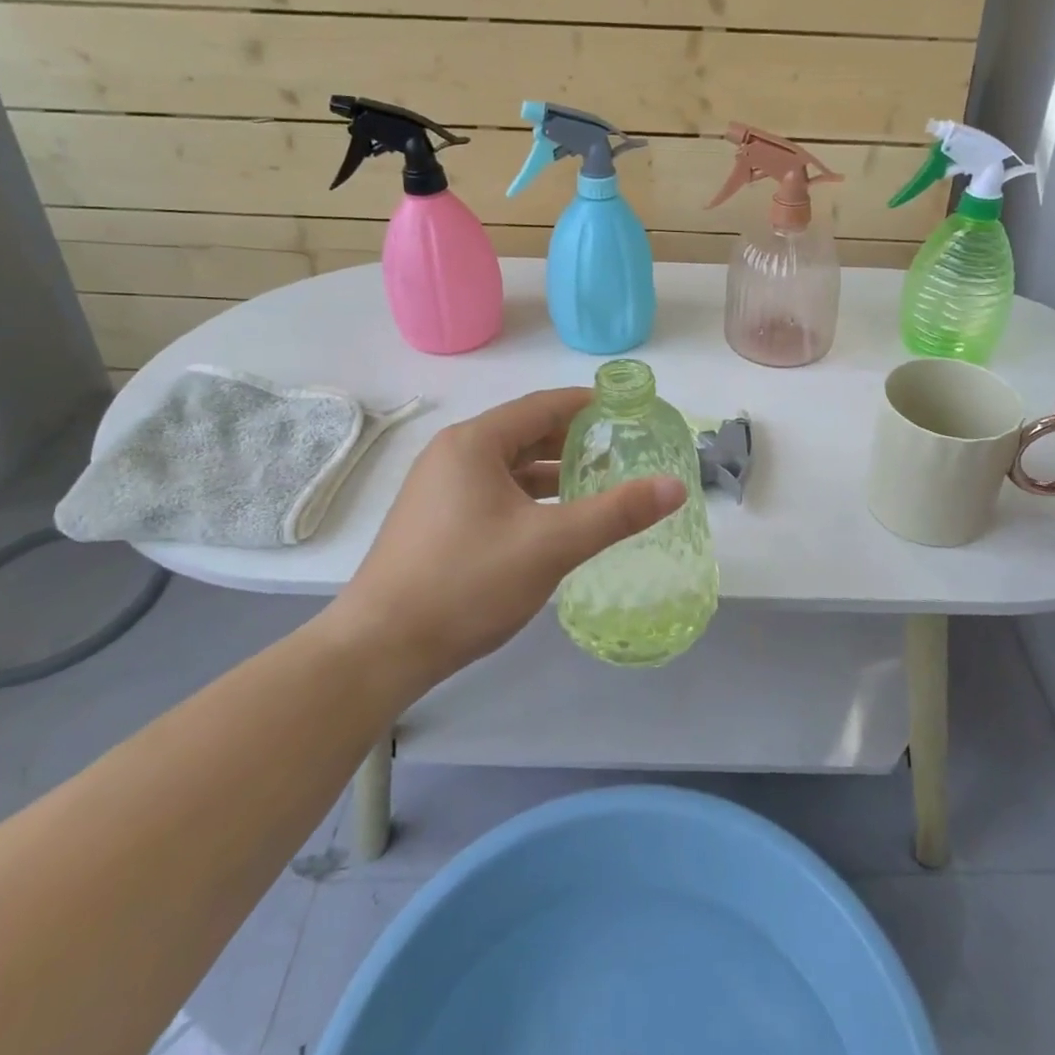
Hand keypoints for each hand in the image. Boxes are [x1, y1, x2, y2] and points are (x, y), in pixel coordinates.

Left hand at [325, 388, 685, 697]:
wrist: (379, 649)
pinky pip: (492, 491)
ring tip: (596, 483)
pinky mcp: (435, 520)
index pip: (542, 406)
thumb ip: (616, 513)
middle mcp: (452, 454)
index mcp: (475, 443)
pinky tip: (552, 519)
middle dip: (573, 440)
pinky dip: (527, 496)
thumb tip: (675, 486)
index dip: (588, 405)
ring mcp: (438, 488)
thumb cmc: (467, 583)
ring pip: (507, 466)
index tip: (628, 409)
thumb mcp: (551, 545)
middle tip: (621, 449)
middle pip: (524, 432)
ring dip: (550, 471)